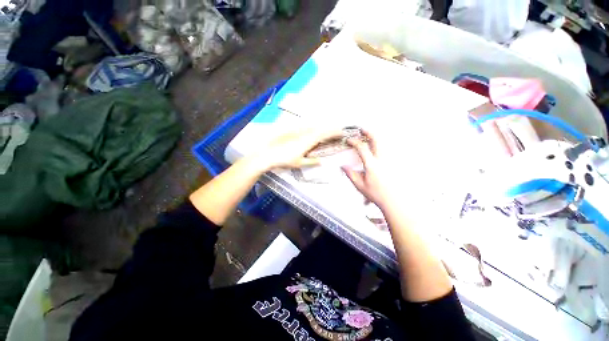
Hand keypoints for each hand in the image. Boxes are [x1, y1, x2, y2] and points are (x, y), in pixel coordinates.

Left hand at [258, 127, 341, 169]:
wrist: (266, 151)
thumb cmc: (284, 159)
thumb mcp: (299, 163)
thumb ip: (312, 161)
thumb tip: (322, 161)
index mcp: (310, 139)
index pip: (326, 133)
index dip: (335, 132)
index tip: (342, 132)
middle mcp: (305, 131)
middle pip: (321, 127)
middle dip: (330, 129)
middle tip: (336, 132)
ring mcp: (298, 128)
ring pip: (313, 125)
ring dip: (321, 128)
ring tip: (326, 132)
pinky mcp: (291, 127)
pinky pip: (305, 125)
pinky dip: (311, 128)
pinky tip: (310, 130)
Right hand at [342, 131, 395, 208]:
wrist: (393, 200)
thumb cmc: (377, 194)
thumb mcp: (359, 185)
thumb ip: (350, 174)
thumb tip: (343, 166)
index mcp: (372, 165)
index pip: (362, 148)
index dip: (354, 142)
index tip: (349, 140)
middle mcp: (381, 160)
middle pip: (376, 141)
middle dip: (369, 133)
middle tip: (362, 129)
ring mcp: (388, 161)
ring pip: (382, 144)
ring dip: (374, 138)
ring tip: (368, 137)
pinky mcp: (392, 164)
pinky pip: (385, 151)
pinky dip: (379, 146)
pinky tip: (375, 148)